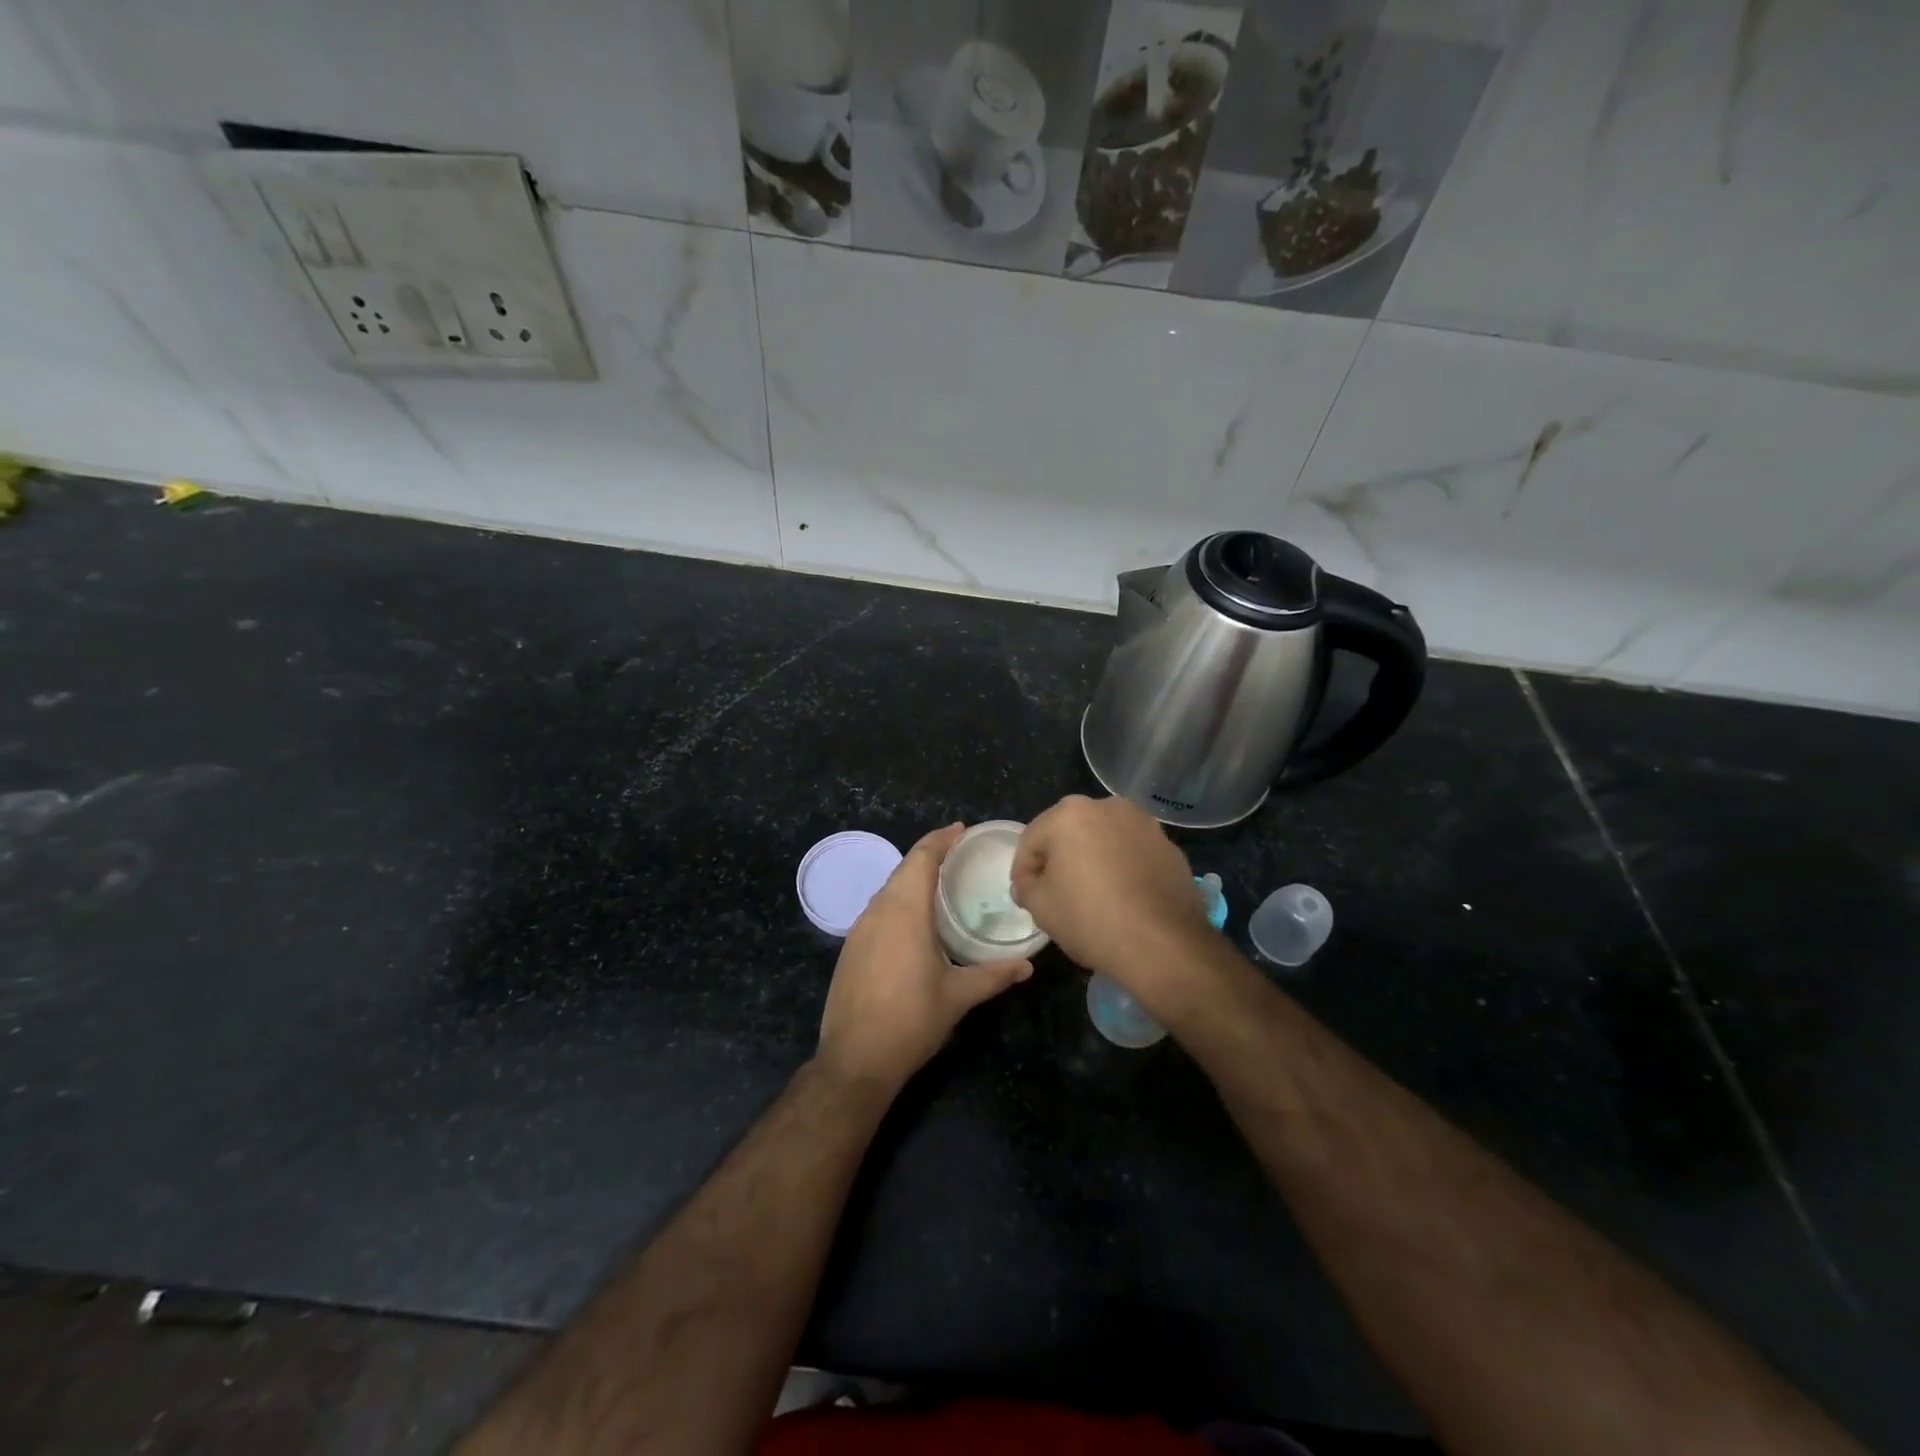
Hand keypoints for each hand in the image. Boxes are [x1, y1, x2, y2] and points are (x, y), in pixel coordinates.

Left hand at [816, 824, 1033, 1091]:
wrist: (855, 1059)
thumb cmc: (911, 1021)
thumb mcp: (957, 997)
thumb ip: (993, 976)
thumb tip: (1027, 966)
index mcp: (905, 912)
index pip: (921, 859)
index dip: (940, 839)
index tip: (960, 829)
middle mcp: (878, 911)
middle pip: (903, 869)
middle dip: (928, 854)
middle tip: (956, 853)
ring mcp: (859, 929)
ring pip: (887, 889)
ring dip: (911, 877)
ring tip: (939, 882)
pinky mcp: (850, 948)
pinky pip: (877, 909)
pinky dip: (897, 900)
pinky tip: (912, 918)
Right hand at [1011, 795, 1212, 1016]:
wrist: (1163, 944)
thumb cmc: (1091, 919)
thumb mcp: (1041, 907)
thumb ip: (1026, 887)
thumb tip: (1028, 883)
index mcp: (1070, 814)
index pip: (1032, 839)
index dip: (1022, 868)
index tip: (1023, 894)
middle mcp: (1108, 807)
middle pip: (1069, 832)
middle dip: (1058, 858)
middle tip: (1053, 891)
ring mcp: (1144, 824)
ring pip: (1104, 839)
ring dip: (1092, 859)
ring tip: (1091, 893)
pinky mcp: (1170, 846)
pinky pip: (1133, 852)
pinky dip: (1122, 867)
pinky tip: (1122, 897)